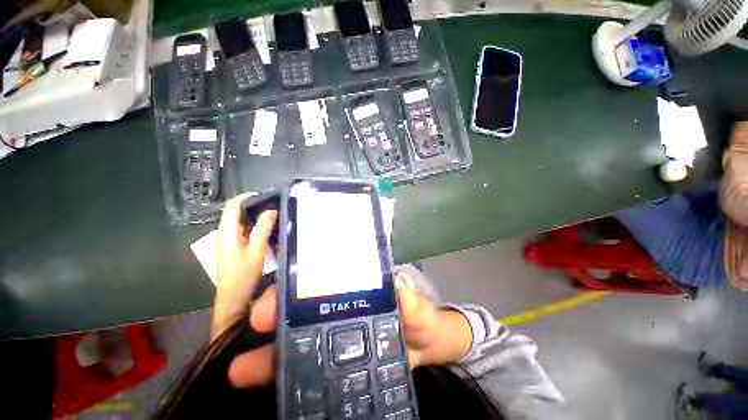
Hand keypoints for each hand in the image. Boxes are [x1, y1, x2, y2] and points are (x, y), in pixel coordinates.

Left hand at [212, 192, 277, 340]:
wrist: (233, 297)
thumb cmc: (244, 274)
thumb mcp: (257, 250)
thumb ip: (263, 229)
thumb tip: (271, 210)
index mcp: (227, 232)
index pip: (232, 206)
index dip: (246, 197)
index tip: (264, 195)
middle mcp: (223, 233)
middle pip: (233, 211)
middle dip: (251, 204)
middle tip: (272, 204)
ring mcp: (225, 240)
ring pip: (237, 220)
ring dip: (252, 214)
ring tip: (270, 213)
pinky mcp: (230, 247)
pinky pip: (239, 229)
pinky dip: (251, 223)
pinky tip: (263, 228)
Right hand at [223, 268, 473, 387]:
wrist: (422, 349)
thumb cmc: (420, 321)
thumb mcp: (418, 311)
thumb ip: (413, 304)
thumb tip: (401, 292)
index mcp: (356, 291)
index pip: (323, 281)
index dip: (300, 287)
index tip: (277, 300)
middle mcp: (339, 310)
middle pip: (303, 309)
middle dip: (277, 315)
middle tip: (254, 326)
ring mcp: (335, 337)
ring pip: (298, 340)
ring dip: (271, 352)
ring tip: (241, 368)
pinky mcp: (335, 363)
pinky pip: (307, 367)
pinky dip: (287, 374)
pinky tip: (271, 385)